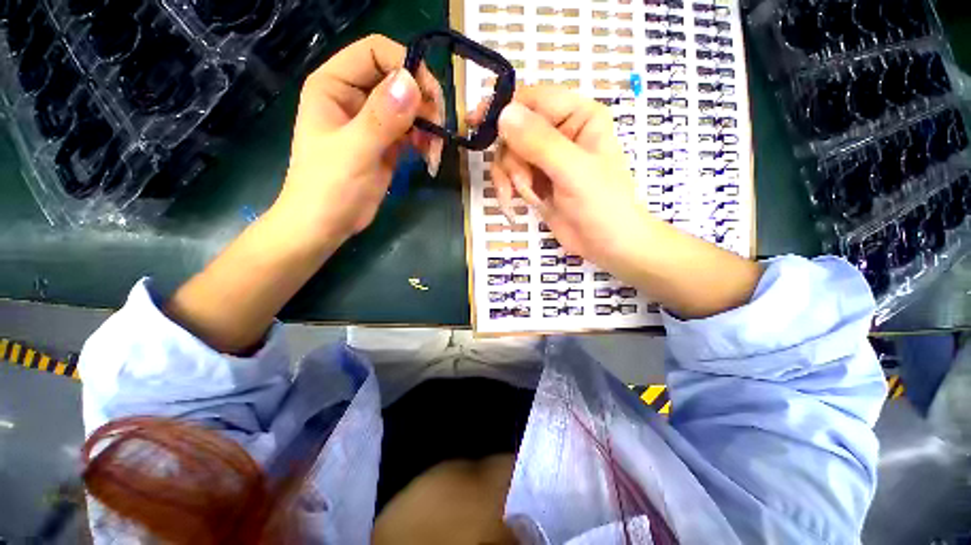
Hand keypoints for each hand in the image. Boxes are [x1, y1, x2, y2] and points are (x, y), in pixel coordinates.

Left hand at [275, 34, 444, 247]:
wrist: (326, 225)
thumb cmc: (328, 188)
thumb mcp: (354, 152)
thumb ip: (381, 118)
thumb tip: (412, 83)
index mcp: (335, 85)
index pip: (375, 52)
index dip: (405, 66)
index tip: (429, 98)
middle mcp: (355, 96)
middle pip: (399, 79)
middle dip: (424, 103)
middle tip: (438, 132)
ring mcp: (373, 121)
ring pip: (411, 108)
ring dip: (428, 127)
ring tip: (433, 153)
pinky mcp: (387, 144)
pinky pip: (413, 132)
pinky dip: (425, 142)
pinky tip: (429, 158)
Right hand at [475, 86, 650, 272]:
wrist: (606, 244)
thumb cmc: (602, 205)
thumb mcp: (572, 171)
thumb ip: (539, 142)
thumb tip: (503, 113)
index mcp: (578, 116)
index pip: (532, 99)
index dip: (503, 108)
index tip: (476, 122)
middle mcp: (560, 132)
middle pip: (514, 131)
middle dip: (512, 160)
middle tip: (523, 184)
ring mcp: (546, 159)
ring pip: (508, 155)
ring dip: (510, 178)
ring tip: (526, 197)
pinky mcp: (536, 180)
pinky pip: (510, 176)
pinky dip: (508, 189)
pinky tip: (516, 204)